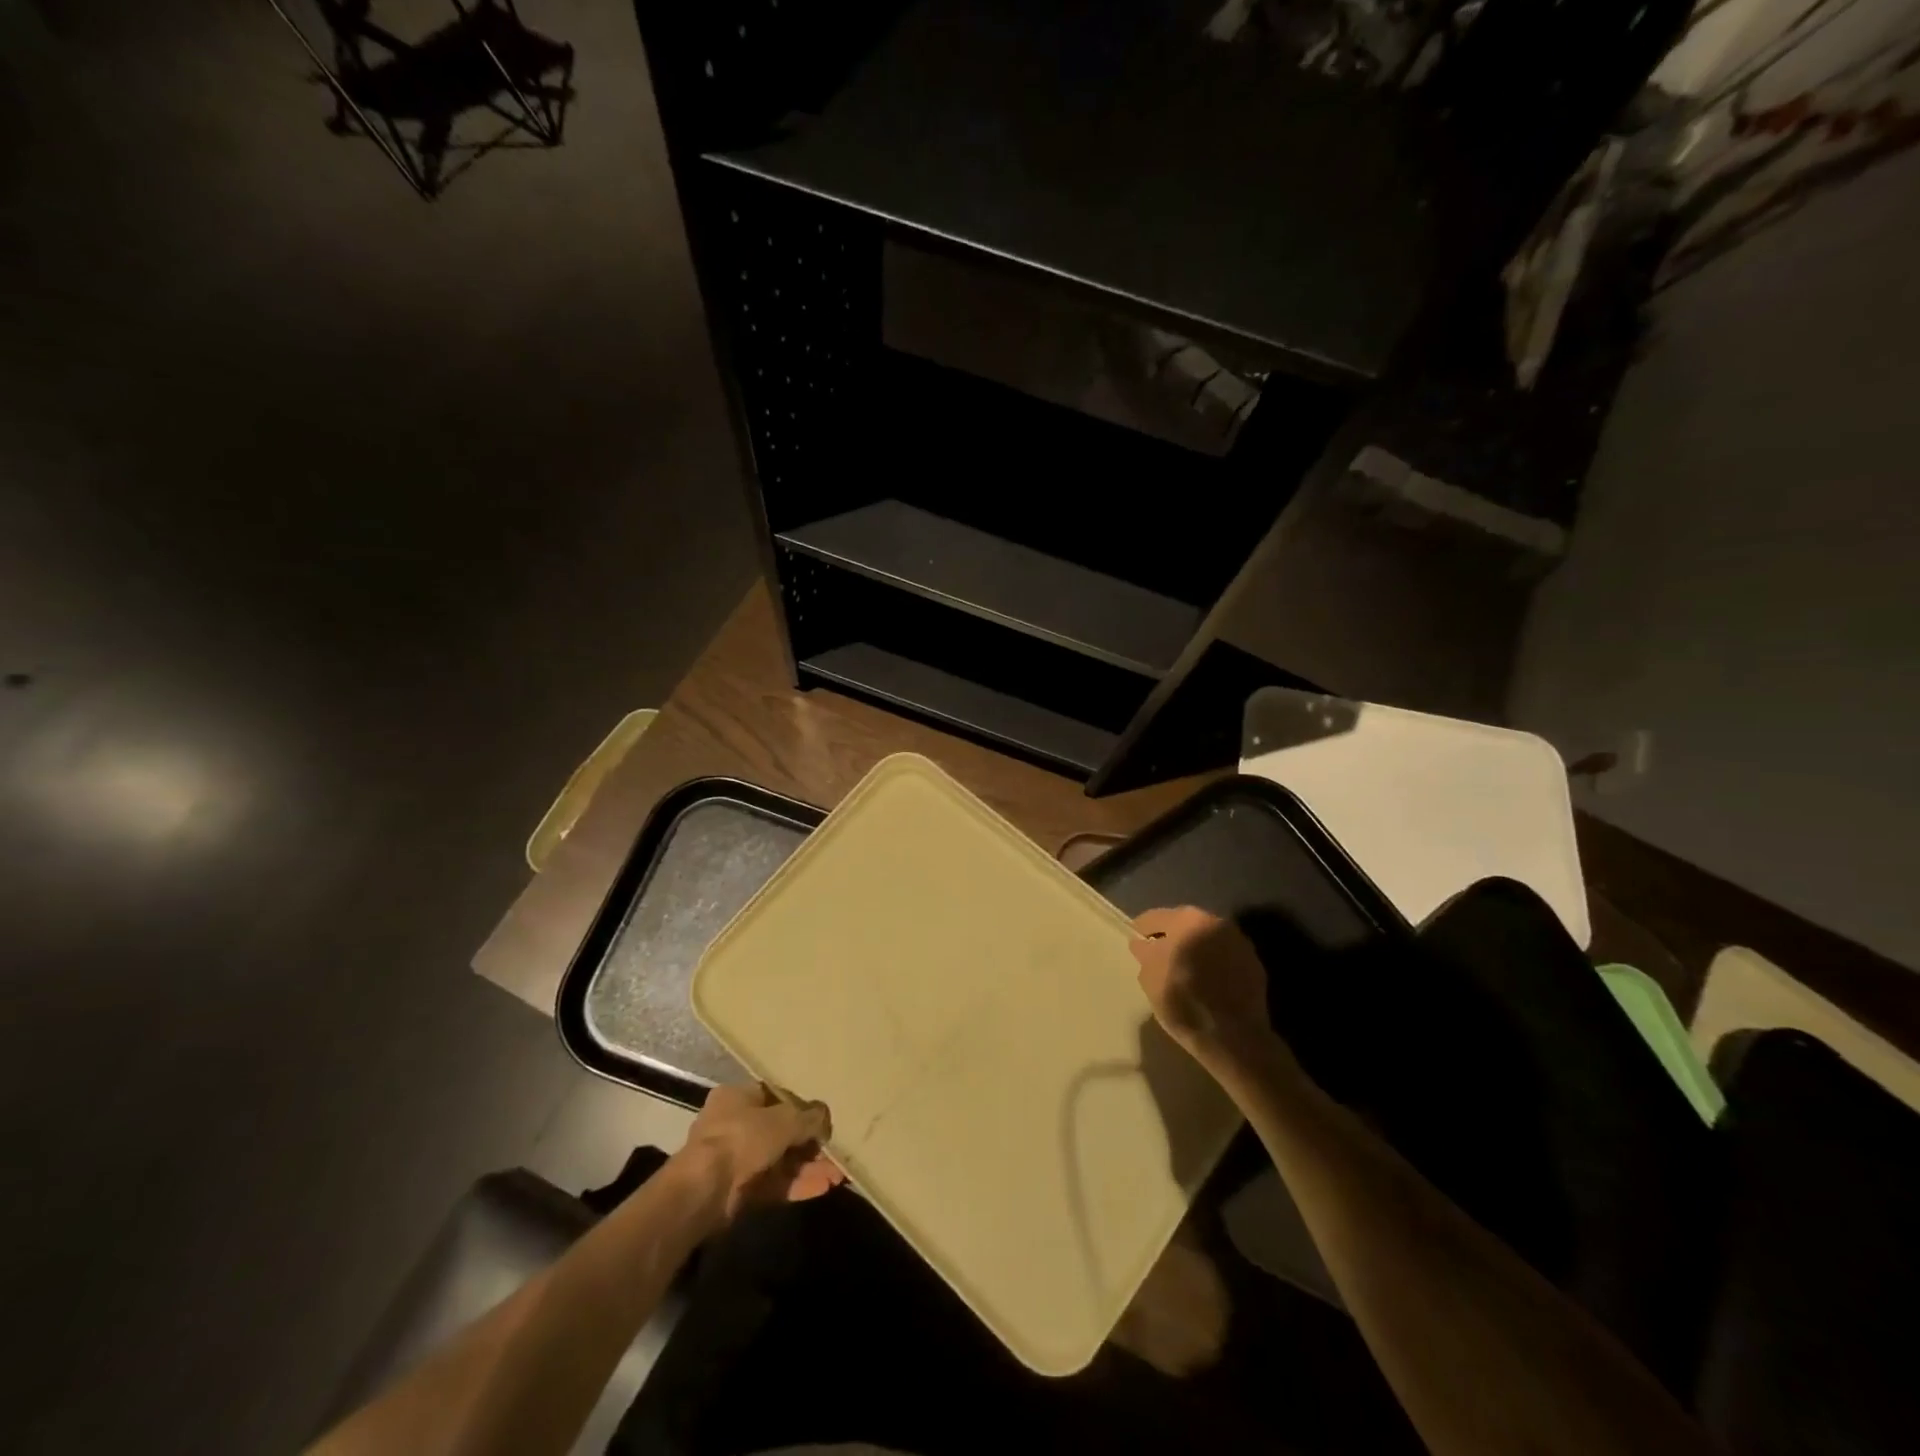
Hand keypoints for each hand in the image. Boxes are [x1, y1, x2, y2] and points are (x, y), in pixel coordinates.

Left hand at [680, 1083, 844, 1222]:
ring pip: (780, 1160)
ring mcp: (736, 1160)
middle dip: (809, 1143)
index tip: (822, 1119)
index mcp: (737, 1097)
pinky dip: (797, 1185)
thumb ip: (809, 1117)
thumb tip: (826, 1117)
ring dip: (808, 1167)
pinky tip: (824, 1187)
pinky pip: (774, 1184)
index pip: (775, 1096)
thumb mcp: (784, 1119)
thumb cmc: (742, 1138)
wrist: (705, 1191)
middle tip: (834, 1150)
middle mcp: (734, 1125)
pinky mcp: (739, 1192)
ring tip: (838, 1174)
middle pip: (779, 1131)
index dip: (801, 1107)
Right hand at [1130, 906, 1272, 1066]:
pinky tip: (1207, 983)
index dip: (1142, 930)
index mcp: (1187, 920)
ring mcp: (1239, 943)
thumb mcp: (1150, 979)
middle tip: (1159, 955)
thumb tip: (1144, 943)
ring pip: (1207, 939)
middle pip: (1185, 924)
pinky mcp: (1255, 965)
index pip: (1156, 917)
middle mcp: (1216, 922)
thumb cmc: (1184, 1003)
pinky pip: (1225, 958)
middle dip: (1172, 937)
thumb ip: (1145, 953)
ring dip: (1195, 949)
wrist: (1235, 1038)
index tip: (1136, 942)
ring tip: (1185, 970)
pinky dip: (1214, 964)